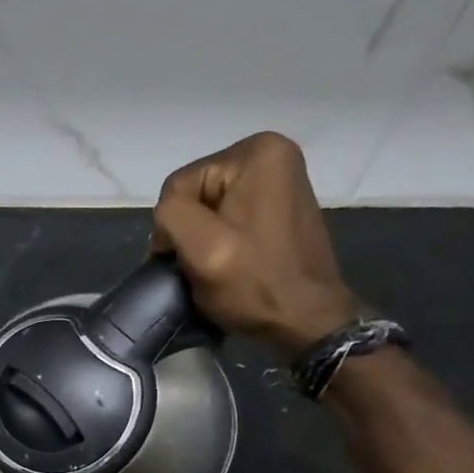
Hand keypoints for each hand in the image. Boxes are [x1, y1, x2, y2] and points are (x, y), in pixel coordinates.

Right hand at [152, 132, 359, 359]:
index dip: (174, 227)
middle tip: (204, 266)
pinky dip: (219, 240)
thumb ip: (171, 215)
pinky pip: (226, 215)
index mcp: (256, 152)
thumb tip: (167, 221)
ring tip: (218, 266)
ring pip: (206, 208)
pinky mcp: (277, 202)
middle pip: (194, 194)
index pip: (179, 186)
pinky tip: (232, 260)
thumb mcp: (202, 248)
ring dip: (202, 239)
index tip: (191, 260)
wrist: (306, 320)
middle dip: (190, 231)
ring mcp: (278, 177)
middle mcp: (271, 152)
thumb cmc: (255, 284)